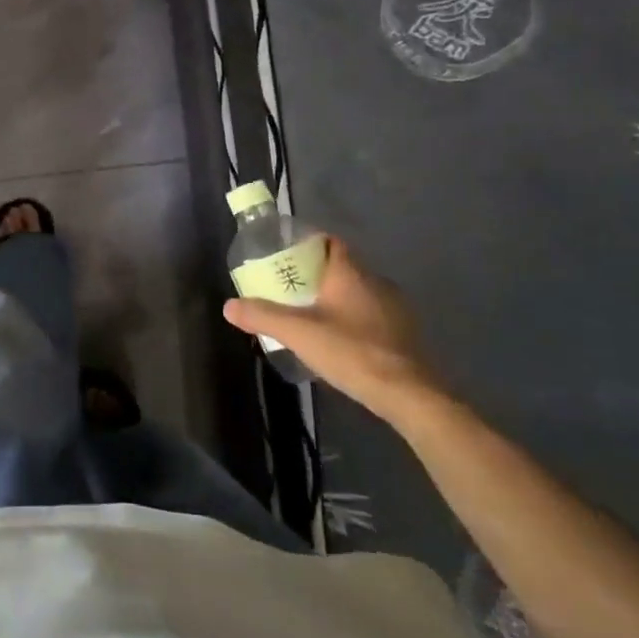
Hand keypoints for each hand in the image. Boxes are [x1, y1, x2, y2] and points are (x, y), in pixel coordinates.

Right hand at [224, 238, 448, 428]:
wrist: (409, 395)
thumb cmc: (351, 352)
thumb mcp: (298, 333)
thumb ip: (262, 316)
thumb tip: (229, 306)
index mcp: (351, 273)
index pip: (330, 242)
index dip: (307, 244)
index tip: (285, 255)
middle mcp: (376, 282)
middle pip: (342, 267)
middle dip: (316, 274)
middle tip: (289, 288)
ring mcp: (395, 309)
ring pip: (358, 292)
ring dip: (336, 298)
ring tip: (310, 314)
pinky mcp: (404, 334)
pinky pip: (372, 314)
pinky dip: (353, 319)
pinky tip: (339, 339)